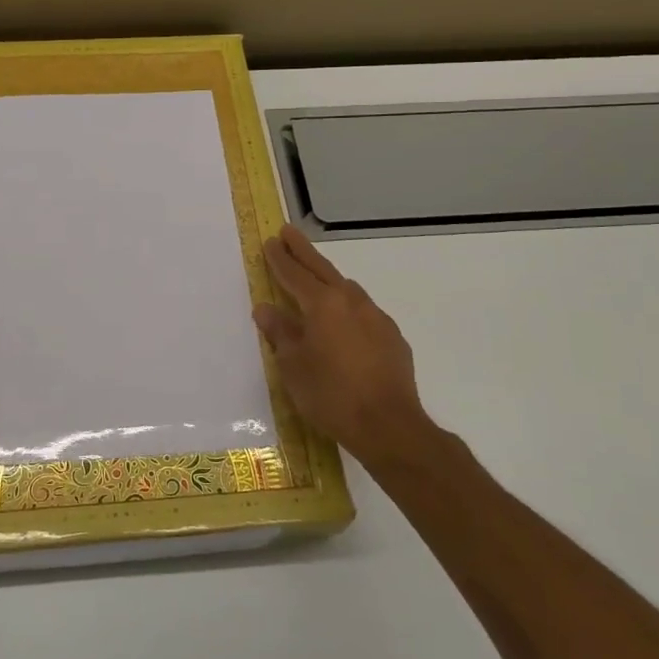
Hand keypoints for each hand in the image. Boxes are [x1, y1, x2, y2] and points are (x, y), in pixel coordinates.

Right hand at [254, 225, 436, 473]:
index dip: (280, 259)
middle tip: (288, 233)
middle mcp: (351, 302)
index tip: (270, 242)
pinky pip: (363, 312)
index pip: (295, 275)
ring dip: (328, 279)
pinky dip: (347, 307)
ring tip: (314, 278)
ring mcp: (376, 318)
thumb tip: (266, 309)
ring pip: (347, 289)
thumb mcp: (293, 366)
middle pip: (322, 269)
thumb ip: (280, 333)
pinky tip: (343, 323)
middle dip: (303, 251)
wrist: (389, 426)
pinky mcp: (393, 338)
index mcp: (323, 305)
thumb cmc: (330, 395)